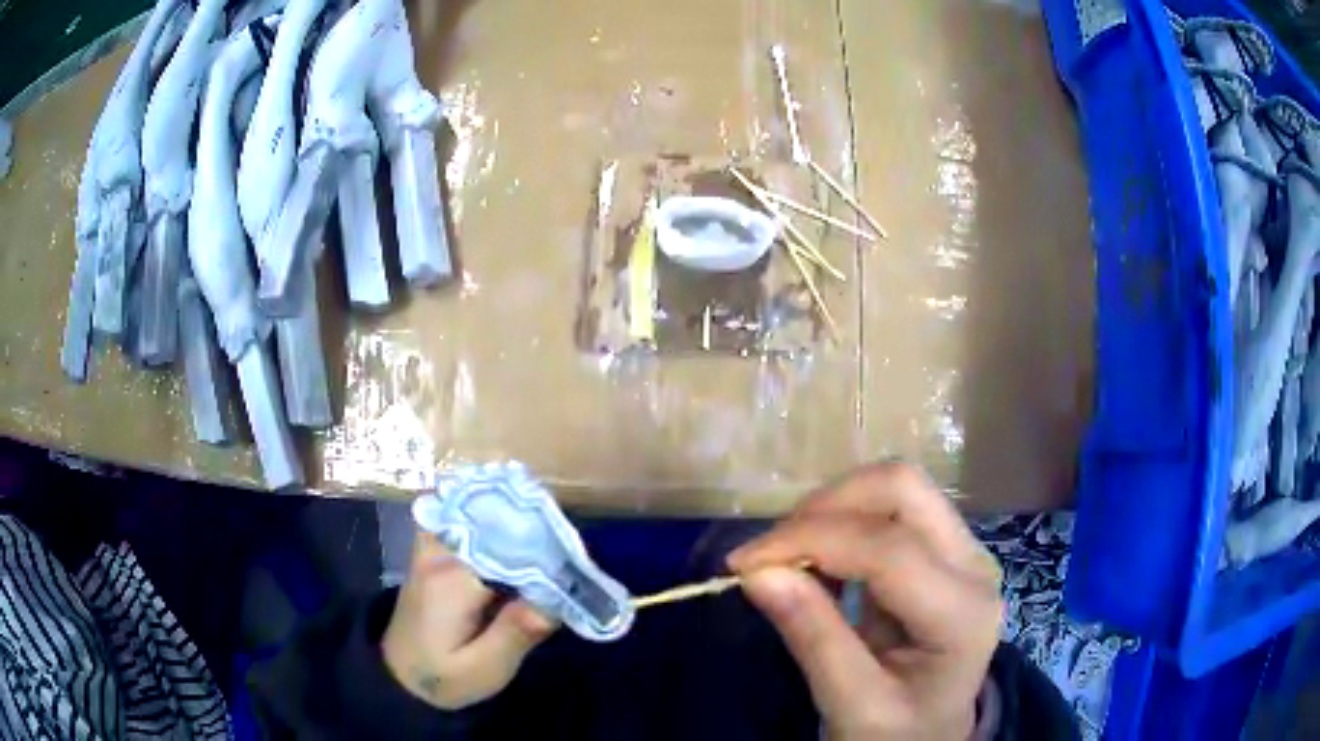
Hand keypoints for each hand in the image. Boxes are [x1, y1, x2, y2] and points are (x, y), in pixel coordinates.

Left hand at [382, 530, 558, 708]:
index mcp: (454, 580)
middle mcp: (440, 552)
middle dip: (534, 530)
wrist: (398, 675)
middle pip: (494, 521)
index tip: (577, 566)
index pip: (509, 547)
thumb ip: (515, 634)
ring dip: (513, 520)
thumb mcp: (483, 670)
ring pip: (478, 513)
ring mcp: (432, 547)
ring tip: (549, 536)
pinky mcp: (433, 551)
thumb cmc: (442, 677)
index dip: (547, 551)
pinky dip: (492, 521)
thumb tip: (556, 598)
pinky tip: (516, 535)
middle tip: (571, 553)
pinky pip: (465, 520)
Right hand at [729, 463, 1002, 740]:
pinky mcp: (944, 548)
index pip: (887, 548)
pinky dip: (844, 521)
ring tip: (790, 557)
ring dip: (833, 509)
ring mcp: (964, 550)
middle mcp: (974, 565)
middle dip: (825, 507)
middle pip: (902, 488)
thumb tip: (757, 572)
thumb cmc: (896, 732)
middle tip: (772, 552)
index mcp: (962, 613)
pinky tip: (819, 560)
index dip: (809, 540)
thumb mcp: (851, 704)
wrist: (932, 737)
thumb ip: (812, 637)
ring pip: (897, 487)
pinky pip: (892, 508)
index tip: (743, 563)